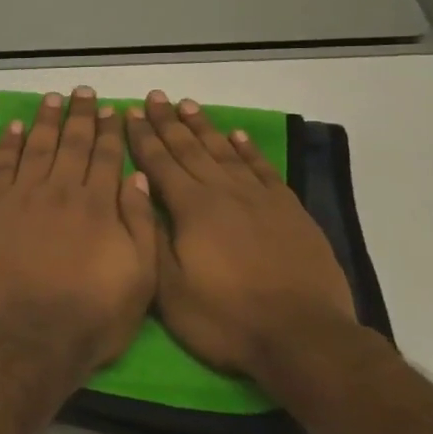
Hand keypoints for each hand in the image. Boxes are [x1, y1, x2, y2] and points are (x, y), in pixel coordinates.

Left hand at [0, 88, 158, 371]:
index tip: (111, 110)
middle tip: (82, 92)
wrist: (28, 336)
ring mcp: (22, 198)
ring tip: (52, 99)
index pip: (106, 157)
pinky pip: (0, 166)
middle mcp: (60, 191)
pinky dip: (7, 144)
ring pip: (36, 147)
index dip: (110, 131)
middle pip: (72, 144)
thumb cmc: (92, 316)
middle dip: (80, 116)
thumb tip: (136, 177)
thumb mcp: (140, 279)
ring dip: (45, 120)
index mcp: (99, 206)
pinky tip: (13, 128)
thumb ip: (140, 224)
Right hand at [127, 91, 356, 378]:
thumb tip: (137, 193)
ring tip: (188, 105)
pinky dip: (248, 149)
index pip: (160, 163)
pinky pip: (262, 169)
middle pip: (190, 149)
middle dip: (168, 122)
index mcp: (191, 209)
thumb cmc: (225, 318)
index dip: (143, 137)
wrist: (302, 336)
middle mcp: (224, 193)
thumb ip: (151, 237)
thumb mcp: (170, 289)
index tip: (130, 112)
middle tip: (155, 97)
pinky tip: (237, 135)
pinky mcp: (289, 211)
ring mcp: (260, 199)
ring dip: (203, 127)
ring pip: (225, 152)